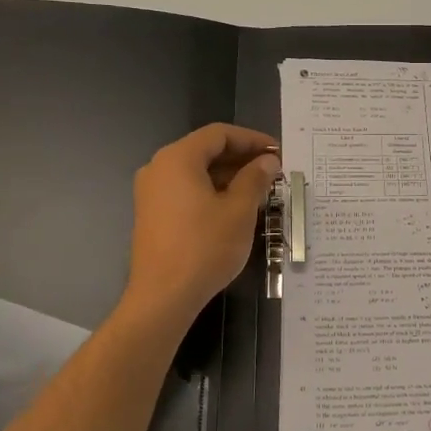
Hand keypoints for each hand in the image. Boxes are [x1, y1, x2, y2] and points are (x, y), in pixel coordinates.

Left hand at [125, 124, 279, 327]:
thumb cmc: (205, 247)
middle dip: (241, 158)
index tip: (279, 152)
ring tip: (260, 190)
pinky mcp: (152, 214)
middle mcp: (159, 168)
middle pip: (205, 150)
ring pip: (196, 172)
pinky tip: (235, 207)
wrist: (164, 296)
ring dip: (228, 176)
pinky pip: (186, 190)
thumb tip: (268, 161)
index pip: (219, 134)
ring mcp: (151, 192)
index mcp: (178, 159)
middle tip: (273, 171)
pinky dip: (211, 191)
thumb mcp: (239, 211)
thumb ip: (255, 179)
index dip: (252, 139)